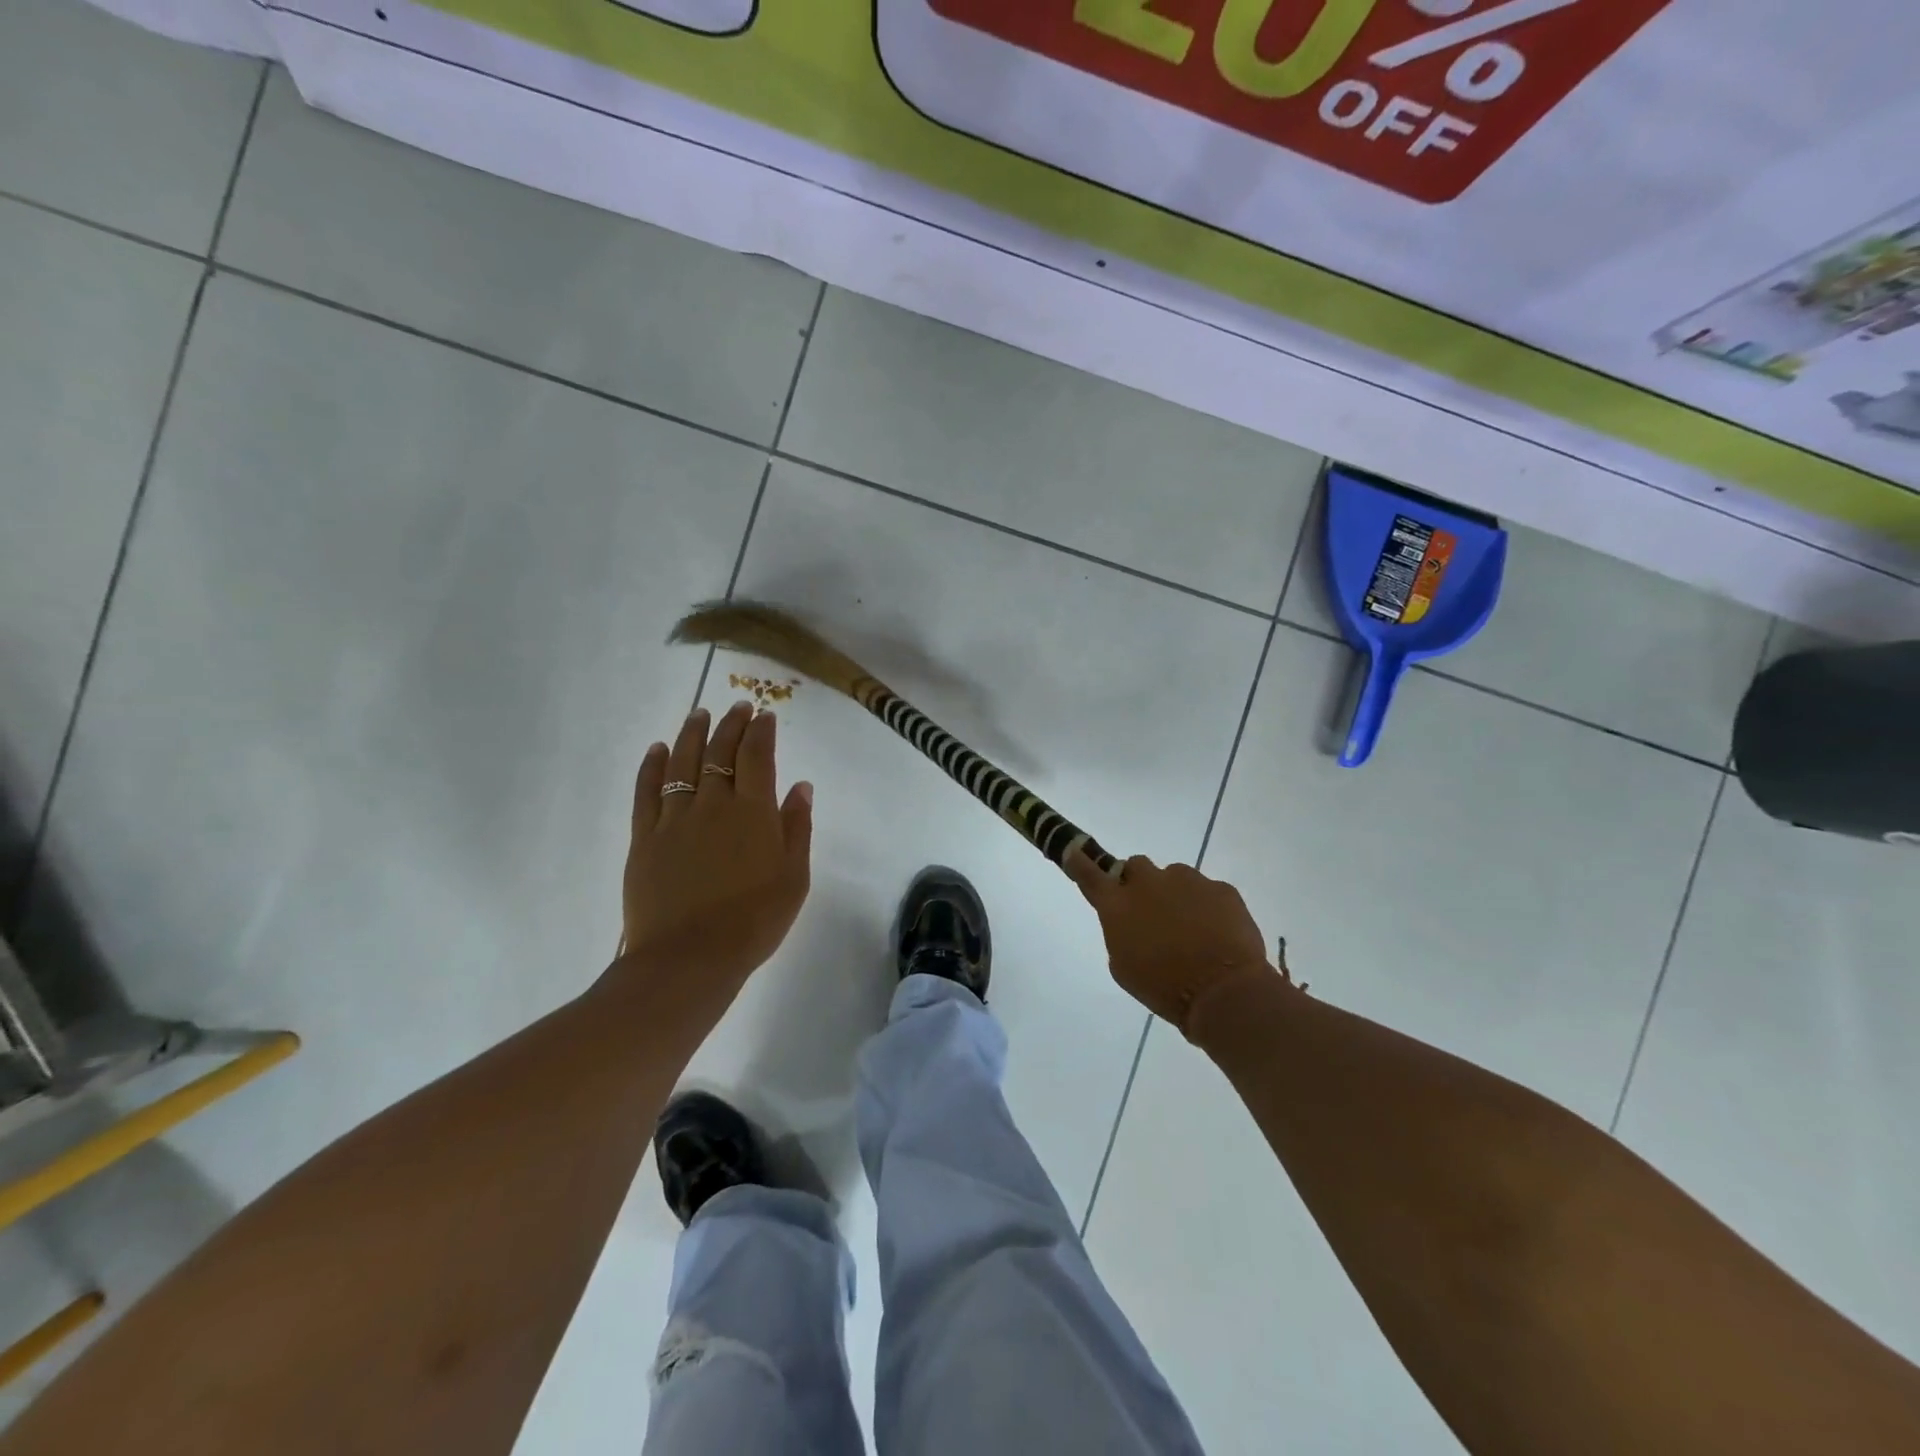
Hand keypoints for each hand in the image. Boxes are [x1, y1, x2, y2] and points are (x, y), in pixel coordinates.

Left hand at [618, 702, 813, 998]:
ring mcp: (674, 819)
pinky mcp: (645, 838)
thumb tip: (801, 785)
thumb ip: (797, 827)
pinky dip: (653, 766)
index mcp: (753, 812)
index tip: (764, 714)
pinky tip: (658, 749)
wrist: (690, 958)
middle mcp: (713, 804)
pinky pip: (647, 791)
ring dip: (692, 734)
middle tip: (737, 707)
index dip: (761, 731)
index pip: (757, 756)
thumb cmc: (754, 921)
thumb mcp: (794, 878)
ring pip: (682, 763)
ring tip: (699, 714)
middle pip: (720, 752)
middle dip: (730, 724)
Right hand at [1065, 851, 1279, 1037]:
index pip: (1089, 874)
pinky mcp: (1221, 889)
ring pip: (1175, 877)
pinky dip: (1207, 907)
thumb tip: (1128, 920)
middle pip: (1136, 866)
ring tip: (1191, 929)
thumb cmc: (1164, 988)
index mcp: (1118, 905)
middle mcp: (1148, 883)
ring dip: (1175, 895)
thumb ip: (1120, 932)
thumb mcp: (1124, 967)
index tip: (1074, 851)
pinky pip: (1208, 891)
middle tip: (1151, 912)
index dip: (1080, 861)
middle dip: (1139, 883)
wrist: (1223, 993)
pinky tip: (1216, 935)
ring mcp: (1188, 881)